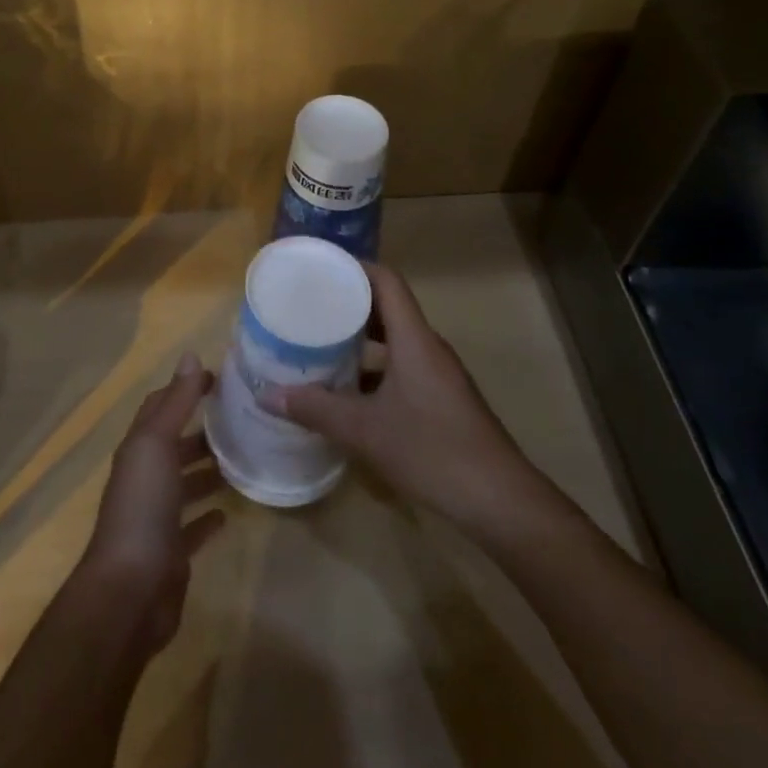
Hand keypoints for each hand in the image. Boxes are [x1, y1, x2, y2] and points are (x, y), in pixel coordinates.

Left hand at [76, 353, 226, 655]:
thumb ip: (176, 402)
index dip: (185, 388)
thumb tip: (191, 355)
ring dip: (207, 470)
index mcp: (138, 449)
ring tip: (243, 458)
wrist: (129, 592)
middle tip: (242, 419)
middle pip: (173, 445)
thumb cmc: (142, 508)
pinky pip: (192, 527)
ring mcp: (156, 517)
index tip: (220, 379)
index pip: (160, 406)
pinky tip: (228, 511)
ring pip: (184, 483)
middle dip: (201, 429)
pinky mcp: (171, 552)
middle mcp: (144, 478)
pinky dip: (208, 516)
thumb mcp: (157, 445)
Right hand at [259, 264, 562, 539]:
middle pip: (388, 306)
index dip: (354, 267)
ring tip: (320, 341)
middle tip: (309, 303)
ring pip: (395, 339)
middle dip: (349, 302)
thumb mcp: (365, 430)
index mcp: (414, 339)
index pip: (386, 280)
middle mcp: (427, 347)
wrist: (499, 500)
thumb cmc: (432, 450)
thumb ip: (316, 410)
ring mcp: (437, 374)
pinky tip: (347, 390)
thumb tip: (268, 396)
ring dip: (361, 337)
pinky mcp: (441, 398)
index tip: (320, 267)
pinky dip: (374, 367)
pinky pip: (402, 366)